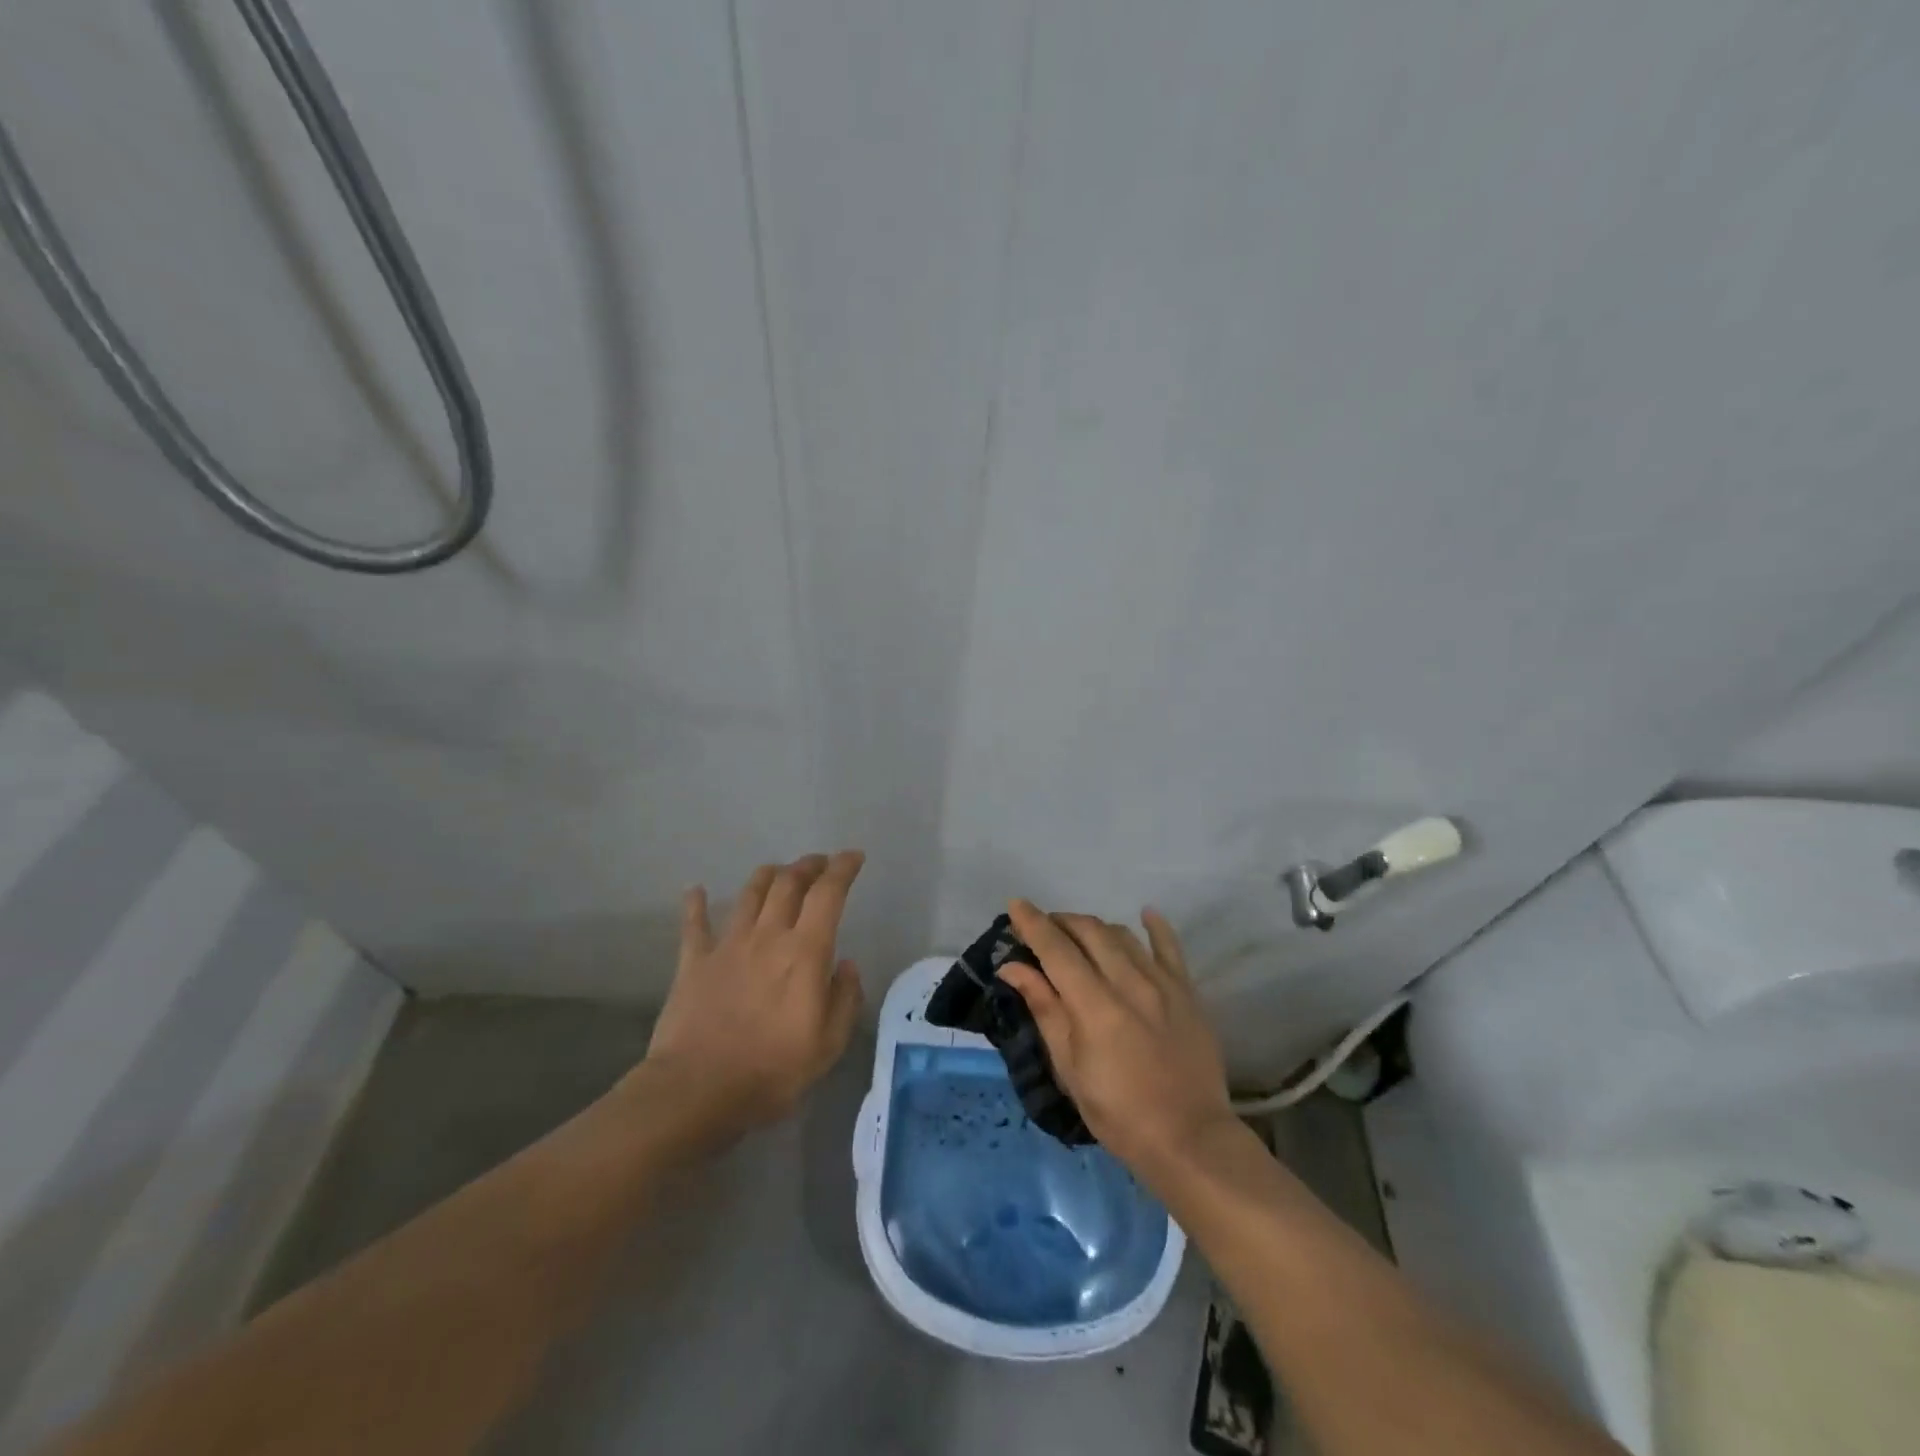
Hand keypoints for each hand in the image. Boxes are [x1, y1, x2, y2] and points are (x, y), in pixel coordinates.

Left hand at [639, 852, 865, 1147]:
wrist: (697, 1090)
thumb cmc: (771, 1070)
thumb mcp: (828, 1044)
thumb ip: (845, 999)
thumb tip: (845, 965)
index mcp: (804, 952)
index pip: (828, 894)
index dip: (843, 869)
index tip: (854, 857)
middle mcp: (767, 935)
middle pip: (788, 883)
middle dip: (808, 866)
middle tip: (820, 864)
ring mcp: (727, 945)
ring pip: (749, 894)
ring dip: (767, 876)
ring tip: (778, 872)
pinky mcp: (693, 962)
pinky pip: (694, 924)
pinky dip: (695, 903)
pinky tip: (695, 890)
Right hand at [998, 899, 1237, 1188]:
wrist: (1190, 1139)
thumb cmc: (1119, 1113)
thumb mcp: (1070, 1068)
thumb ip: (1045, 1009)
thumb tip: (1013, 967)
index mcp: (1094, 1005)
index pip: (1056, 948)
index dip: (1033, 923)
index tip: (1015, 904)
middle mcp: (1128, 982)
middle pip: (1089, 931)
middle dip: (1061, 922)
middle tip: (1044, 929)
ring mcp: (1162, 983)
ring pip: (1122, 935)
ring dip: (1095, 927)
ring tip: (1080, 936)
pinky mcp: (1187, 992)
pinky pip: (1170, 947)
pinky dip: (1155, 927)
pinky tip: (1145, 914)